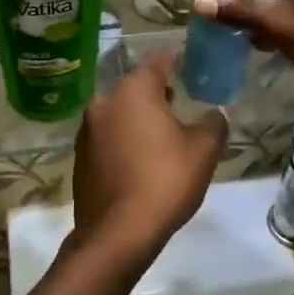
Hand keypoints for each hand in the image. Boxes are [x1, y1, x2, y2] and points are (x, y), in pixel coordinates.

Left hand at [70, 52, 225, 262]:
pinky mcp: (79, 156)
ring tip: (160, 135)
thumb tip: (214, 113)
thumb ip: (213, 123)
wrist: (117, 233)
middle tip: (178, 103)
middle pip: (135, 86)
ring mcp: (87, 129)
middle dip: (156, 92)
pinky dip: (123, 139)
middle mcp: (104, 101)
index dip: (175, 61)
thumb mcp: (204, 150)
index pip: (157, 61)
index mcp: (133, 90)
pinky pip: (107, 137)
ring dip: (137, 117)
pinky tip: (139, 160)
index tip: (189, 66)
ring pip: (118, 111)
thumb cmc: (164, 181)